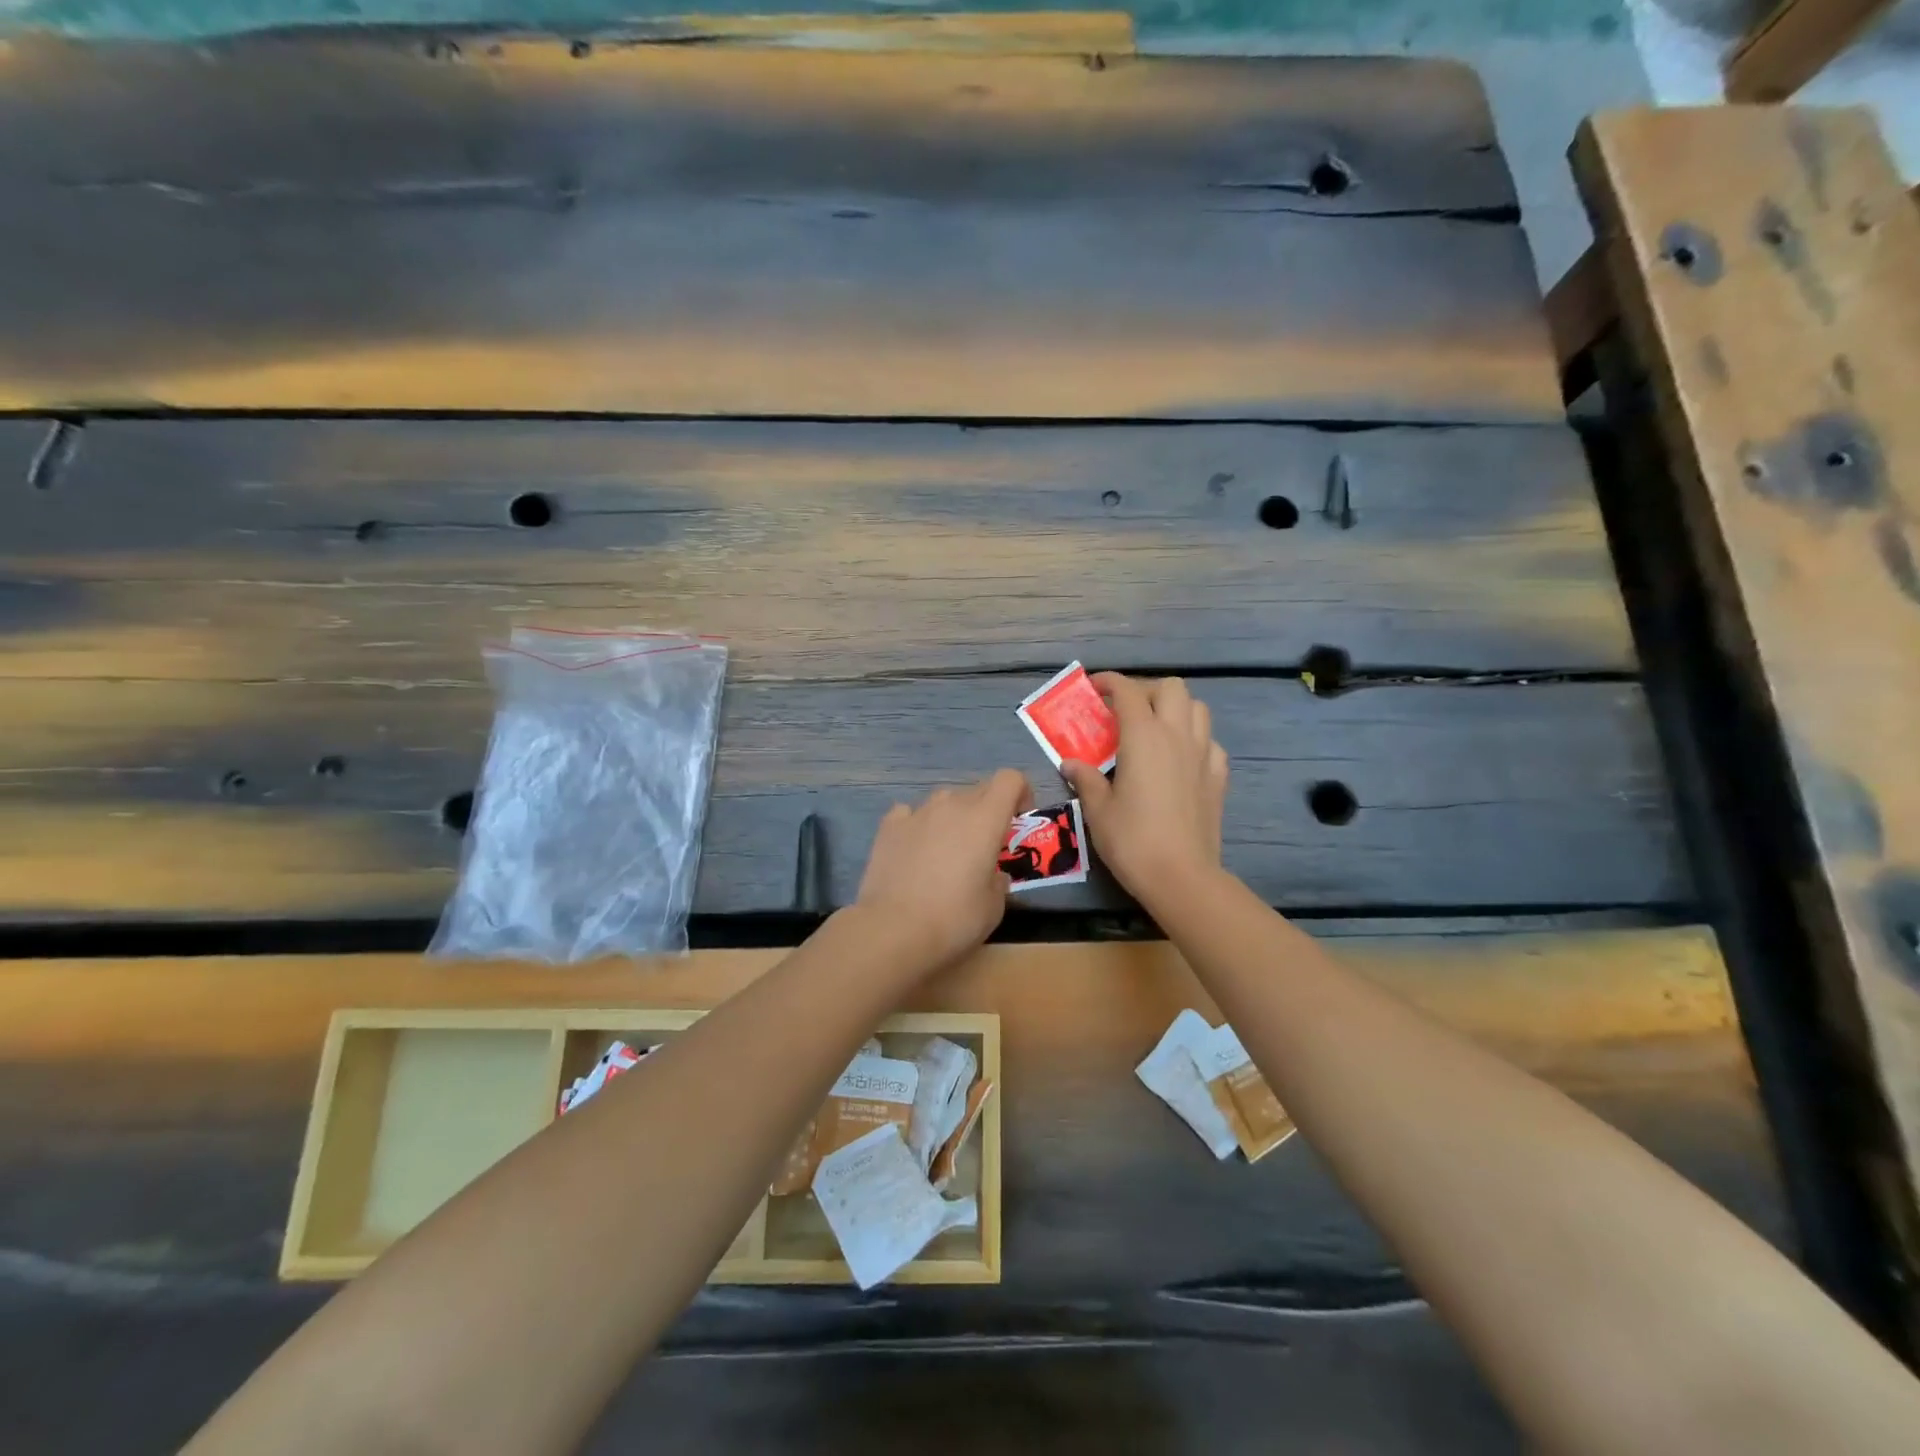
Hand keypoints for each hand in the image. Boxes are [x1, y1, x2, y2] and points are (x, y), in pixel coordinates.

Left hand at [853, 769, 1031, 970]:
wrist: (894, 930)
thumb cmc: (955, 919)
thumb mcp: (994, 906)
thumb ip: (999, 880)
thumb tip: (993, 874)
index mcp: (985, 819)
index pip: (1010, 779)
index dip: (1020, 793)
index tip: (1018, 821)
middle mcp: (952, 805)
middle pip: (978, 789)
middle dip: (988, 810)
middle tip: (985, 845)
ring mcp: (917, 812)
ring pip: (944, 799)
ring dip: (953, 816)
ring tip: (947, 850)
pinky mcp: (889, 826)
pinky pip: (910, 813)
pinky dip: (918, 825)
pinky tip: (915, 850)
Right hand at [1061, 673, 1227, 904]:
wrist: (1181, 876)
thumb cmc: (1132, 840)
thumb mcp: (1097, 809)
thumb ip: (1085, 779)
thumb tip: (1070, 763)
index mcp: (1144, 736)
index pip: (1128, 691)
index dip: (1109, 682)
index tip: (1094, 688)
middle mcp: (1177, 735)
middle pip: (1171, 688)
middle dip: (1146, 691)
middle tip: (1125, 712)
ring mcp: (1203, 754)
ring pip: (1198, 708)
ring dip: (1175, 709)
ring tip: (1155, 729)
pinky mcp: (1218, 777)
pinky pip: (1211, 742)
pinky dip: (1195, 739)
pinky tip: (1180, 759)